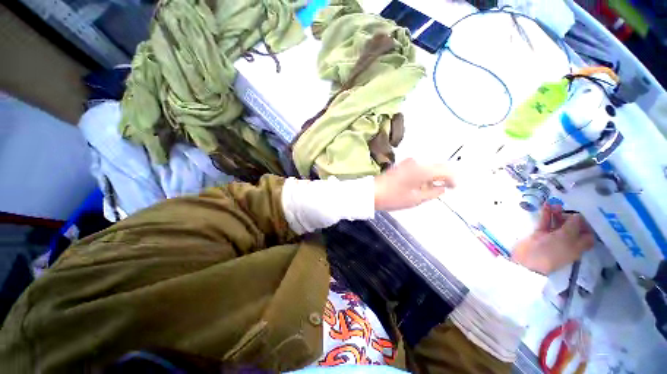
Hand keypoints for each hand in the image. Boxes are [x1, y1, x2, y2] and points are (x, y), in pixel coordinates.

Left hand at [374, 158, 454, 210]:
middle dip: (444, 177)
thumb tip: (443, 188)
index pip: (445, 170)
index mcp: (421, 169)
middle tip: (446, 188)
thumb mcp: (416, 199)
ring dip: (433, 176)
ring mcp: (408, 162)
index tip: (454, 188)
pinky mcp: (402, 165)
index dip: (453, 179)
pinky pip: (419, 168)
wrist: (372, 193)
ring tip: (433, 188)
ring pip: (428, 167)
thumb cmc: (393, 197)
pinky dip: (424, 175)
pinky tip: (422, 184)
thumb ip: (433, 192)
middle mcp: (416, 162)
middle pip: (437, 166)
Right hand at [512, 204, 594, 274]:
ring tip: (555, 203)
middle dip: (570, 217)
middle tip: (568, 206)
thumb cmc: (552, 250)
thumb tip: (577, 215)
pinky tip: (546, 205)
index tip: (584, 214)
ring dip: (557, 214)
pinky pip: (545, 223)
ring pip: (557, 224)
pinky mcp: (540, 234)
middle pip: (572, 228)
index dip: (587, 225)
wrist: (528, 258)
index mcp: (578, 246)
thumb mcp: (566, 237)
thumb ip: (573, 225)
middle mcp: (567, 242)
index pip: (587, 235)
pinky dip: (546, 215)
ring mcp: (552, 238)